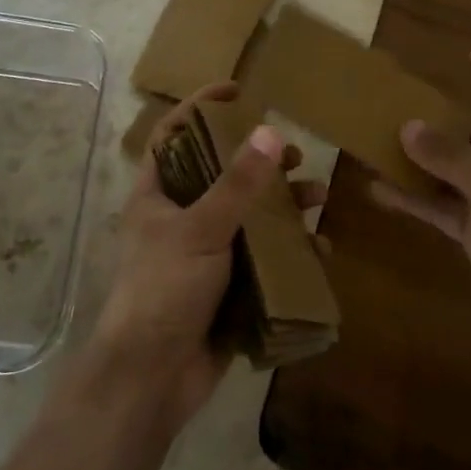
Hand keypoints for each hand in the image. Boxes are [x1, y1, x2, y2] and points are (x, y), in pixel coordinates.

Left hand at [92, 85, 324, 431]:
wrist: (152, 379)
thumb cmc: (164, 289)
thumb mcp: (201, 230)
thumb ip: (237, 184)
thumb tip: (271, 133)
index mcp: (158, 194)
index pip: (175, 134)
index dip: (201, 107)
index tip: (238, 89)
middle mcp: (180, 217)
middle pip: (221, 174)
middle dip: (258, 161)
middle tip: (294, 154)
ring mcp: (204, 254)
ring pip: (248, 216)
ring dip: (282, 204)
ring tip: (317, 194)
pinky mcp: (226, 287)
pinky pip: (261, 257)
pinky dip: (288, 249)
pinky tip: (318, 247)